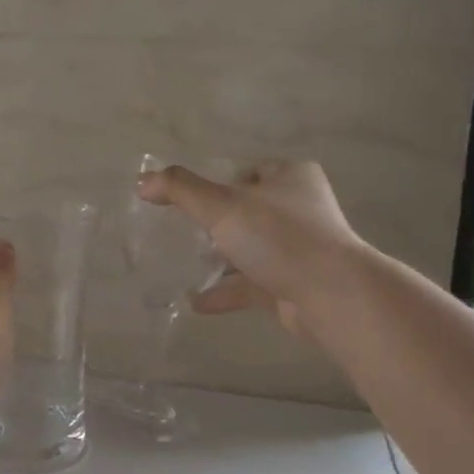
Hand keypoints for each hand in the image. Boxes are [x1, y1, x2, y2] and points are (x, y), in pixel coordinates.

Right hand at [135, 161, 365, 337]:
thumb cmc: (279, 237)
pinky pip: (252, 284)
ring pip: (250, 249)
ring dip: (219, 259)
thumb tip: (142, 181)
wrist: (331, 295)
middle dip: (215, 224)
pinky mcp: (293, 284)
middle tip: (182, 234)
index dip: (218, 183)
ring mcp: (299, 249)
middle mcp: (299, 209)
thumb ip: (180, 190)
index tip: (190, 201)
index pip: (248, 172)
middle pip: (247, 211)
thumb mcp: (223, 205)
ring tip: (183, 266)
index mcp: (291, 177)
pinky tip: (196, 301)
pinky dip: (226, 291)